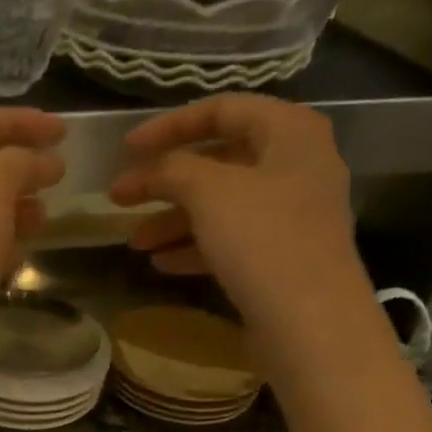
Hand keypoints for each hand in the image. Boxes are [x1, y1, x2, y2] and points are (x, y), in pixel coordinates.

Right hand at [109, 95, 362, 329]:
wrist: (310, 321)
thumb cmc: (263, 239)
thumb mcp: (209, 191)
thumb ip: (172, 169)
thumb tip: (147, 170)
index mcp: (289, 132)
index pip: (222, 109)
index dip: (169, 125)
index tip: (126, 150)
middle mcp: (296, 165)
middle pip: (218, 161)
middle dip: (165, 181)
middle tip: (121, 198)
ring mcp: (291, 215)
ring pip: (220, 205)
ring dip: (173, 220)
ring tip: (135, 242)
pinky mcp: (281, 257)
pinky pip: (230, 240)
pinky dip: (194, 247)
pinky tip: (161, 263)